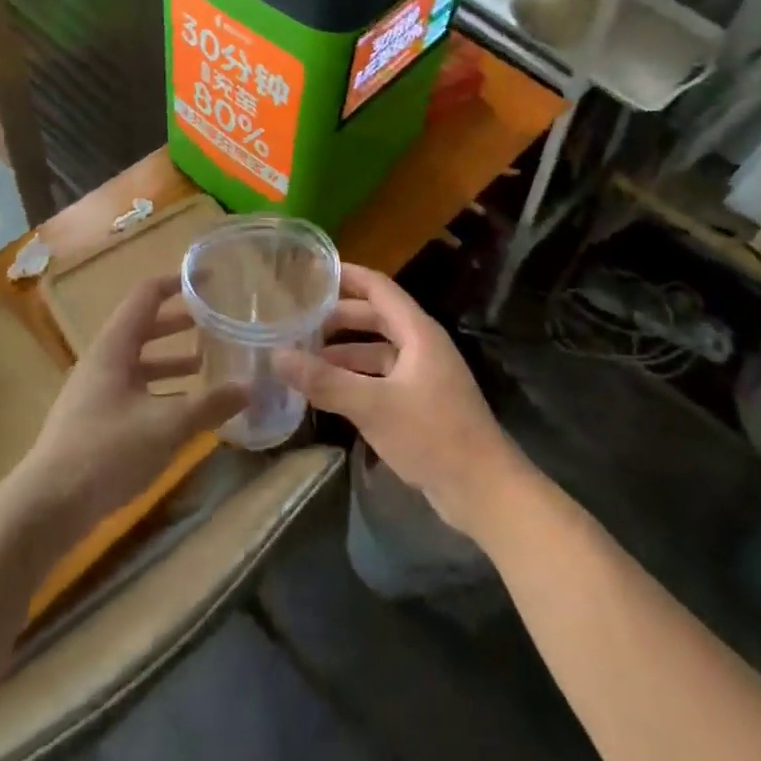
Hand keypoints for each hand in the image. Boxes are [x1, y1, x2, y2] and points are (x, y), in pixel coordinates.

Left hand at [21, 274, 245, 531]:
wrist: (46, 509)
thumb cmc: (107, 452)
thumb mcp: (167, 425)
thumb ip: (211, 404)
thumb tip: (252, 387)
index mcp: (114, 346)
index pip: (147, 295)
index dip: (178, 282)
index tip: (210, 280)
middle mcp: (102, 360)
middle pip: (144, 326)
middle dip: (180, 323)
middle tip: (216, 322)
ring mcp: (95, 391)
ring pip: (139, 361)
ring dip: (172, 359)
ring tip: (207, 364)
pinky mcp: (94, 421)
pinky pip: (133, 389)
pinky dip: (160, 389)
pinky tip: (183, 410)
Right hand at [275, 263, 528, 541]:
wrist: (483, 490)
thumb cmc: (432, 435)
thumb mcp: (373, 406)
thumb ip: (325, 381)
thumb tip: (277, 355)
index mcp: (418, 331)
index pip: (378, 287)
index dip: (347, 275)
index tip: (312, 270)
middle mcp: (422, 344)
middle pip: (376, 317)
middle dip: (339, 316)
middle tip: (298, 316)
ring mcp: (423, 374)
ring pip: (378, 350)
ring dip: (344, 350)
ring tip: (304, 354)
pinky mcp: (421, 402)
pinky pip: (382, 376)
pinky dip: (356, 376)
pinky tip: (329, 390)